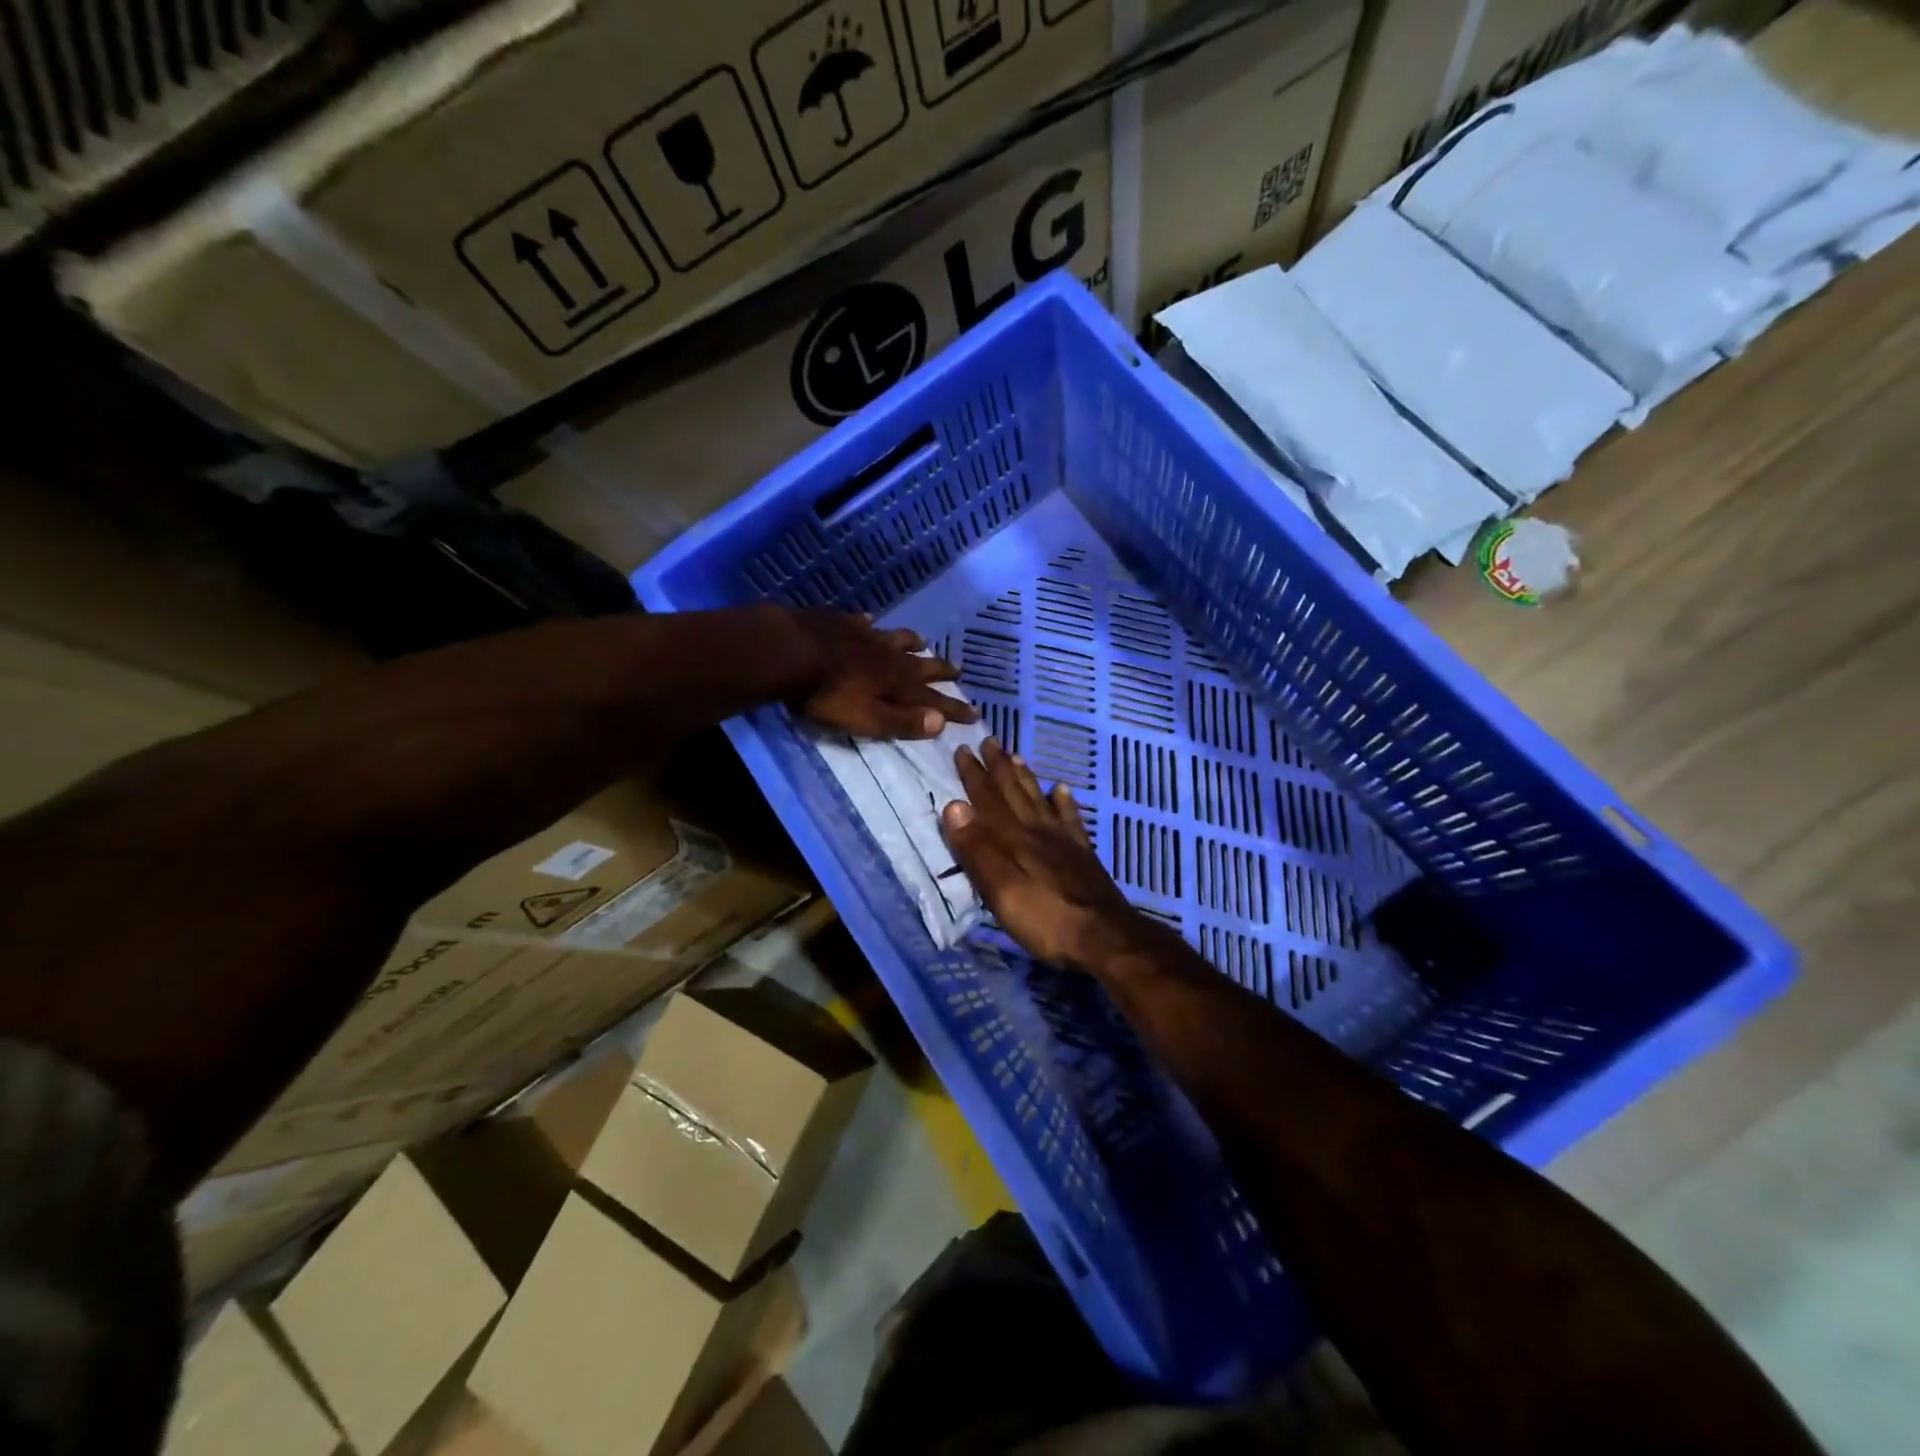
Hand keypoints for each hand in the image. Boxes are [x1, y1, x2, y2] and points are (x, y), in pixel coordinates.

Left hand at [787, 611, 978, 739]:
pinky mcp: (840, 623)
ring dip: (912, 642)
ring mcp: (865, 636)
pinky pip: (862, 622)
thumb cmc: (828, 695)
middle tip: (957, 671)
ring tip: (922, 642)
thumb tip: (941, 722)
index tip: (975, 713)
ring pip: (896, 638)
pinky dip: (870, 624)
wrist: (790, 652)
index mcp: (897, 683)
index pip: (933, 699)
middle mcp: (888, 656)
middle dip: (940, 669)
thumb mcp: (867, 719)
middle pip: (920, 664)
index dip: (953, 708)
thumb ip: (902, 721)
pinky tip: (869, 620)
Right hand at [940, 739, 1148, 967]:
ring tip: (1017, 756)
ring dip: (1026, 777)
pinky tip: (1061, 790)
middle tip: (989, 740)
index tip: (962, 749)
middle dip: (999, 767)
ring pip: (1040, 799)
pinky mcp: (1082, 855)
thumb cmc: (1046, 919)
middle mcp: (1039, 831)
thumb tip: (954, 806)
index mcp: (1015, 839)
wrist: (1106, 938)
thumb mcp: (1002, 891)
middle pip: (1015, 792)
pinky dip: (1063, 801)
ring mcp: (1064, 841)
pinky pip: (1070, 819)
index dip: (975, 775)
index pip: (989, 800)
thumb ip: (978, 850)